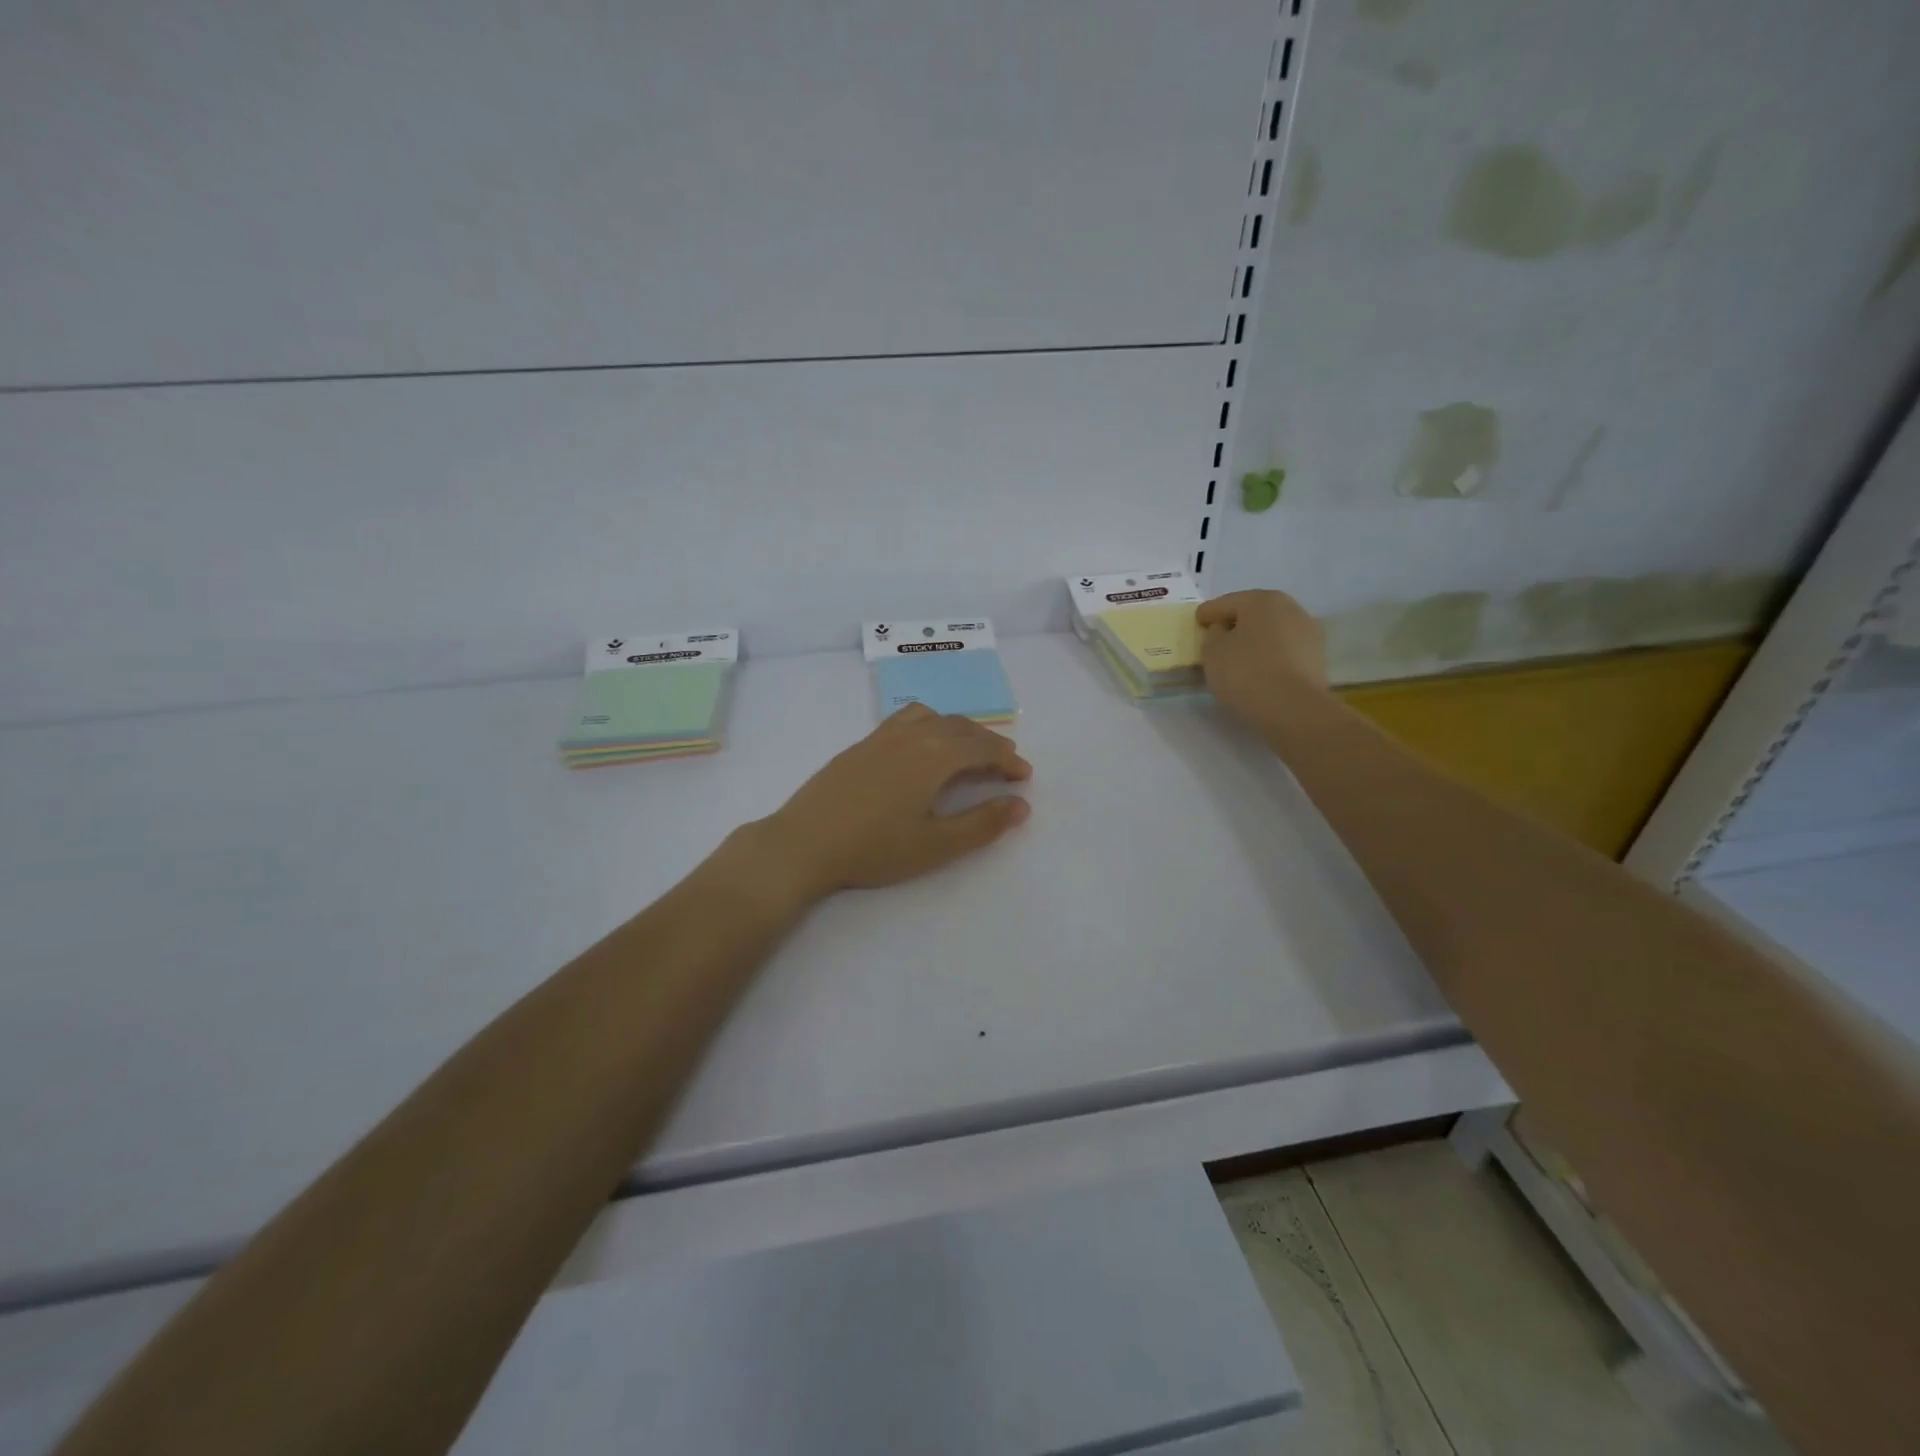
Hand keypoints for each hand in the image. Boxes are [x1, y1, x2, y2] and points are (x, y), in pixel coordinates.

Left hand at [760, 704, 1032, 898]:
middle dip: (988, 743)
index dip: (1008, 760)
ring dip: (957, 730)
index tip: (1023, 777)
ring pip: (931, 717)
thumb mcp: (936, 844)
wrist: (804, 843)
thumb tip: (1021, 805)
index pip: (982, 748)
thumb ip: (982, 824)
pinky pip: (905, 720)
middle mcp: (911, 736)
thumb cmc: (874, 849)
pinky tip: (920, 752)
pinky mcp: (860, 746)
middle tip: (1004, 767)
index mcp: (933, 756)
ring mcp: (881, 737)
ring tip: (965, 752)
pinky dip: (928, 726)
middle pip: (960, 727)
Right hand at [1195, 590, 1329, 728]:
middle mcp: (1290, 608)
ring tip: (1239, 658)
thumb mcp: (1212, 652)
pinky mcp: (1317, 656)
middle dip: (1235, 624)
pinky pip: (1285, 650)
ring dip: (1255, 640)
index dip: (1208, 613)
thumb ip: (1213, 635)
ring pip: (1272, 631)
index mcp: (1262, 600)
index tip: (1197, 622)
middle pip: (1253, 613)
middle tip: (1217, 639)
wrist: (1294, 708)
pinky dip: (1270, 655)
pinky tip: (1260, 670)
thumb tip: (1224, 631)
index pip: (1226, 603)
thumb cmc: (1246, 672)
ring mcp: (1308, 632)